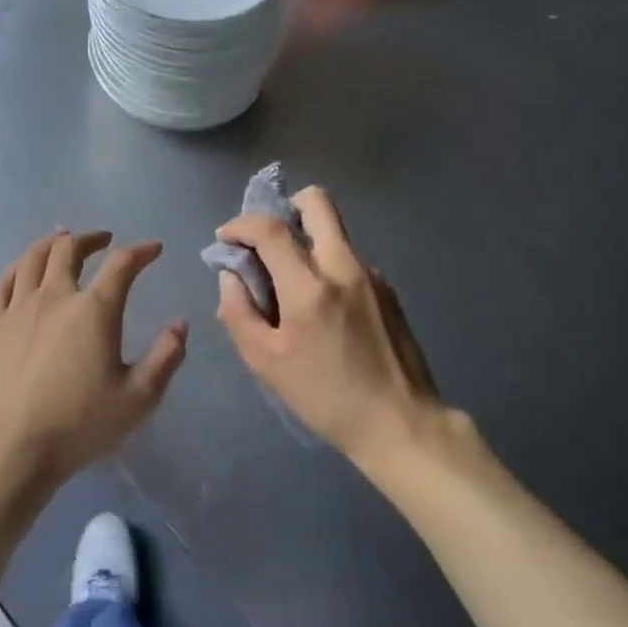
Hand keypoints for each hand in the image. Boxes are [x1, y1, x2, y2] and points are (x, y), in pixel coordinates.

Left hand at [0, 229, 186, 507]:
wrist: (7, 449)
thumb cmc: (77, 426)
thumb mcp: (138, 400)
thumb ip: (165, 358)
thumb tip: (181, 324)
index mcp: (94, 310)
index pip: (122, 264)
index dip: (141, 251)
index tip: (154, 248)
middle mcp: (55, 296)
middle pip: (70, 248)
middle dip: (91, 238)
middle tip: (104, 240)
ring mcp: (18, 307)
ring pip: (34, 257)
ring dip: (53, 242)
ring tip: (63, 239)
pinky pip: (4, 281)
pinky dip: (19, 265)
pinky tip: (24, 268)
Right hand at [213, 188, 442, 470]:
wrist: (401, 424)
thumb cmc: (326, 397)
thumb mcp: (266, 363)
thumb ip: (238, 312)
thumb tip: (230, 276)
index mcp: (310, 286)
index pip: (270, 228)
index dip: (240, 224)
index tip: (226, 238)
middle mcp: (343, 266)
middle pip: (316, 202)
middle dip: (285, 207)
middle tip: (267, 239)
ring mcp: (371, 274)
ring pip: (333, 231)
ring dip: (306, 241)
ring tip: (291, 284)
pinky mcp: (387, 289)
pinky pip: (348, 259)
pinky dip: (326, 266)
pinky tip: (323, 308)